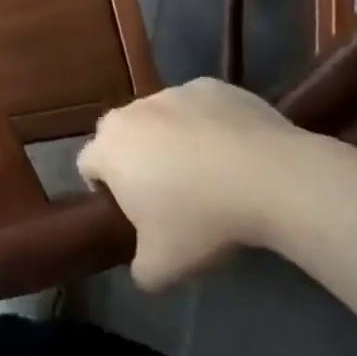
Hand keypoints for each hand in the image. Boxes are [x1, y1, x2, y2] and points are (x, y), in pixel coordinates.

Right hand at [78, 78, 304, 289]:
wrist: (270, 177)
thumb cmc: (202, 219)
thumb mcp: (163, 266)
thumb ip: (140, 269)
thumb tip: (143, 267)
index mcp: (109, 148)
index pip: (87, 164)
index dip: (102, 189)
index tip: (131, 211)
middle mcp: (132, 112)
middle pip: (120, 134)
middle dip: (133, 157)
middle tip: (165, 191)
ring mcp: (173, 93)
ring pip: (161, 117)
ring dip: (171, 138)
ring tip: (207, 171)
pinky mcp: (212, 86)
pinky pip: (200, 107)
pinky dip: (208, 124)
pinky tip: (236, 151)